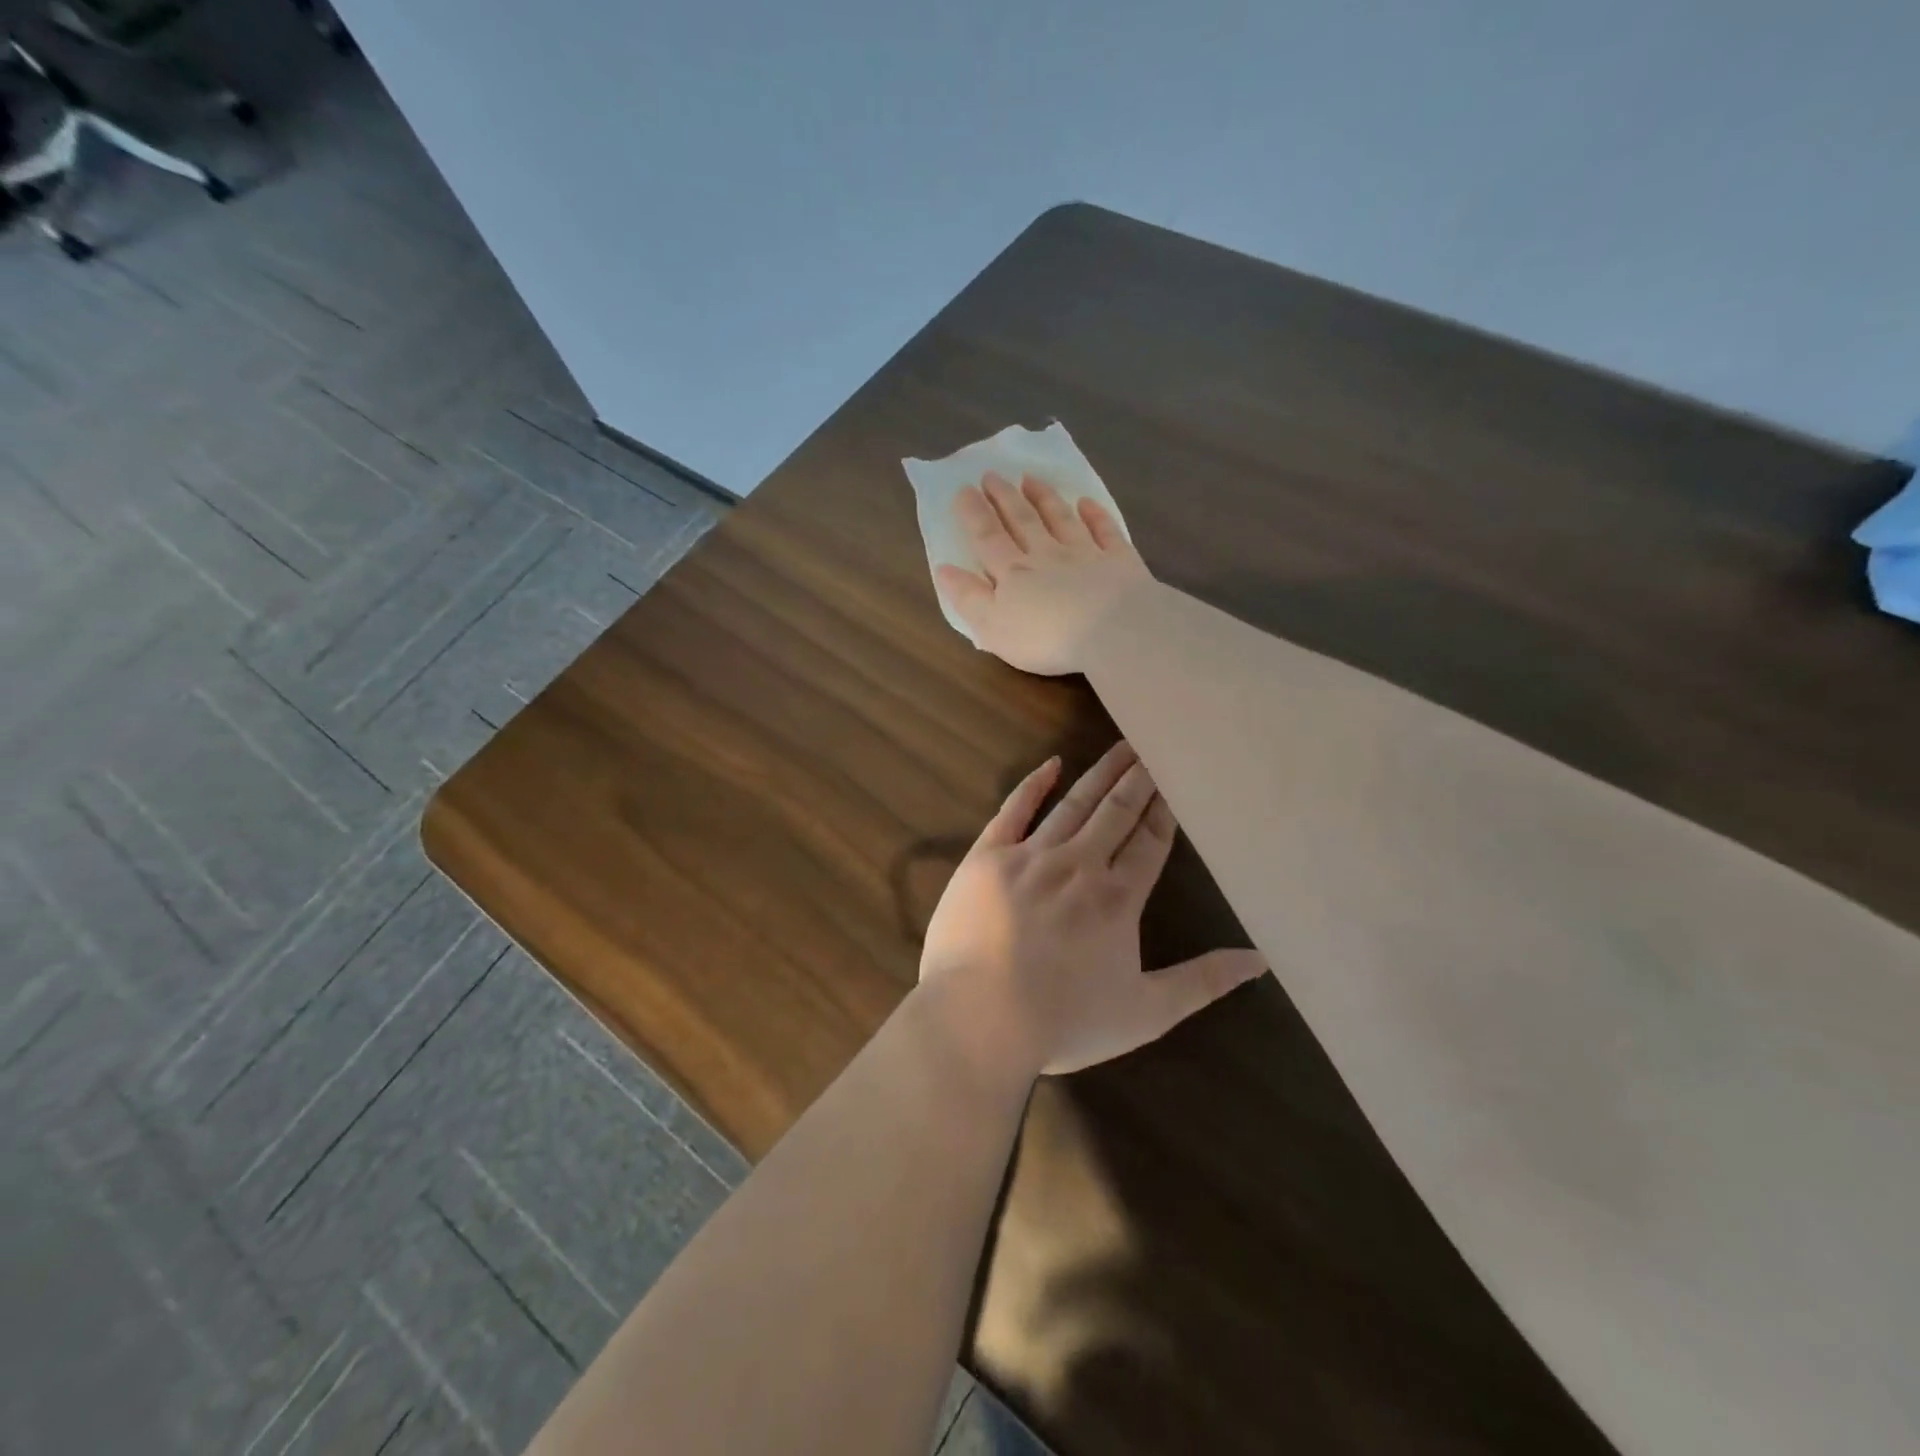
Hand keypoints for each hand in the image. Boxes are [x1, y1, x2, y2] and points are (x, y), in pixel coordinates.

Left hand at [918, 742, 1263, 1078]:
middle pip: (1116, 812)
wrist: (980, 1017)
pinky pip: (1014, 810)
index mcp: (1117, 897)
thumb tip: (1258, 960)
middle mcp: (1079, 864)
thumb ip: (1202, 982)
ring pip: (1073, 803)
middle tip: (1154, 747)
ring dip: (1100, 773)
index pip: (1149, 842)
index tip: (1174, 780)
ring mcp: (1030, 856)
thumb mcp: (1146, 1012)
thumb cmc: (1064, 1021)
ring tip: (1122, 747)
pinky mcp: (987, 856)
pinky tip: (1051, 764)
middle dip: (1138, 779)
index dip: (1163, 810)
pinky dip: (1033, 785)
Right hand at [935, 473, 1153, 675]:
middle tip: (992, 474)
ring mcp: (1085, 555)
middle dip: (1005, 497)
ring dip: (1044, 498)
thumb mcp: (993, 627)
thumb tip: (944, 569)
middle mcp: (1047, 555)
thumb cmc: (1045, 638)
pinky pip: (1105, 532)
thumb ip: (968, 597)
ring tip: (1031, 478)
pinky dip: (1095, 515)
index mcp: (1013, 573)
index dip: (974, 513)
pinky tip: (1087, 502)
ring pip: (1061, 519)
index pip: (988, 538)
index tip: (963, 489)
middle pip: (1022, 521)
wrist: (1112, 632)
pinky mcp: (1119, 561)